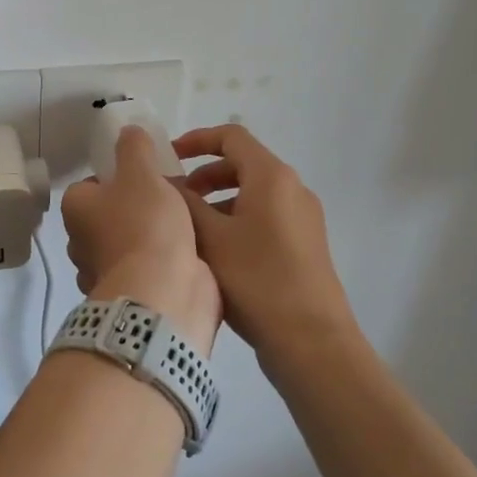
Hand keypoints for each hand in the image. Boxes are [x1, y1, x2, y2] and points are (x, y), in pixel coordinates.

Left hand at [61, 127, 221, 353]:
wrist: (162, 294)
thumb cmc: (146, 225)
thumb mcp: (142, 173)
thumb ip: (135, 148)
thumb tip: (127, 130)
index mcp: (76, 210)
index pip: (92, 184)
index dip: (119, 177)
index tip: (148, 177)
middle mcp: (81, 242)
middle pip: (110, 214)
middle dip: (137, 208)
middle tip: (171, 197)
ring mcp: (104, 273)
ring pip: (129, 243)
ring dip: (152, 236)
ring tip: (187, 223)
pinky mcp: (130, 295)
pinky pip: (146, 269)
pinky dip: (162, 262)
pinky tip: (188, 253)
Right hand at [175, 124, 357, 375]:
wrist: (310, 339)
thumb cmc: (256, 279)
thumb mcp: (210, 238)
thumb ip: (184, 203)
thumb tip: (165, 182)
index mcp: (272, 176)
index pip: (231, 136)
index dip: (196, 140)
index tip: (168, 157)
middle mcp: (293, 188)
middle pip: (243, 164)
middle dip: (204, 175)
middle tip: (175, 199)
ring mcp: (303, 217)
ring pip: (253, 193)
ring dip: (219, 200)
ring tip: (191, 229)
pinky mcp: (305, 244)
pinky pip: (266, 216)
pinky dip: (237, 220)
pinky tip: (217, 253)